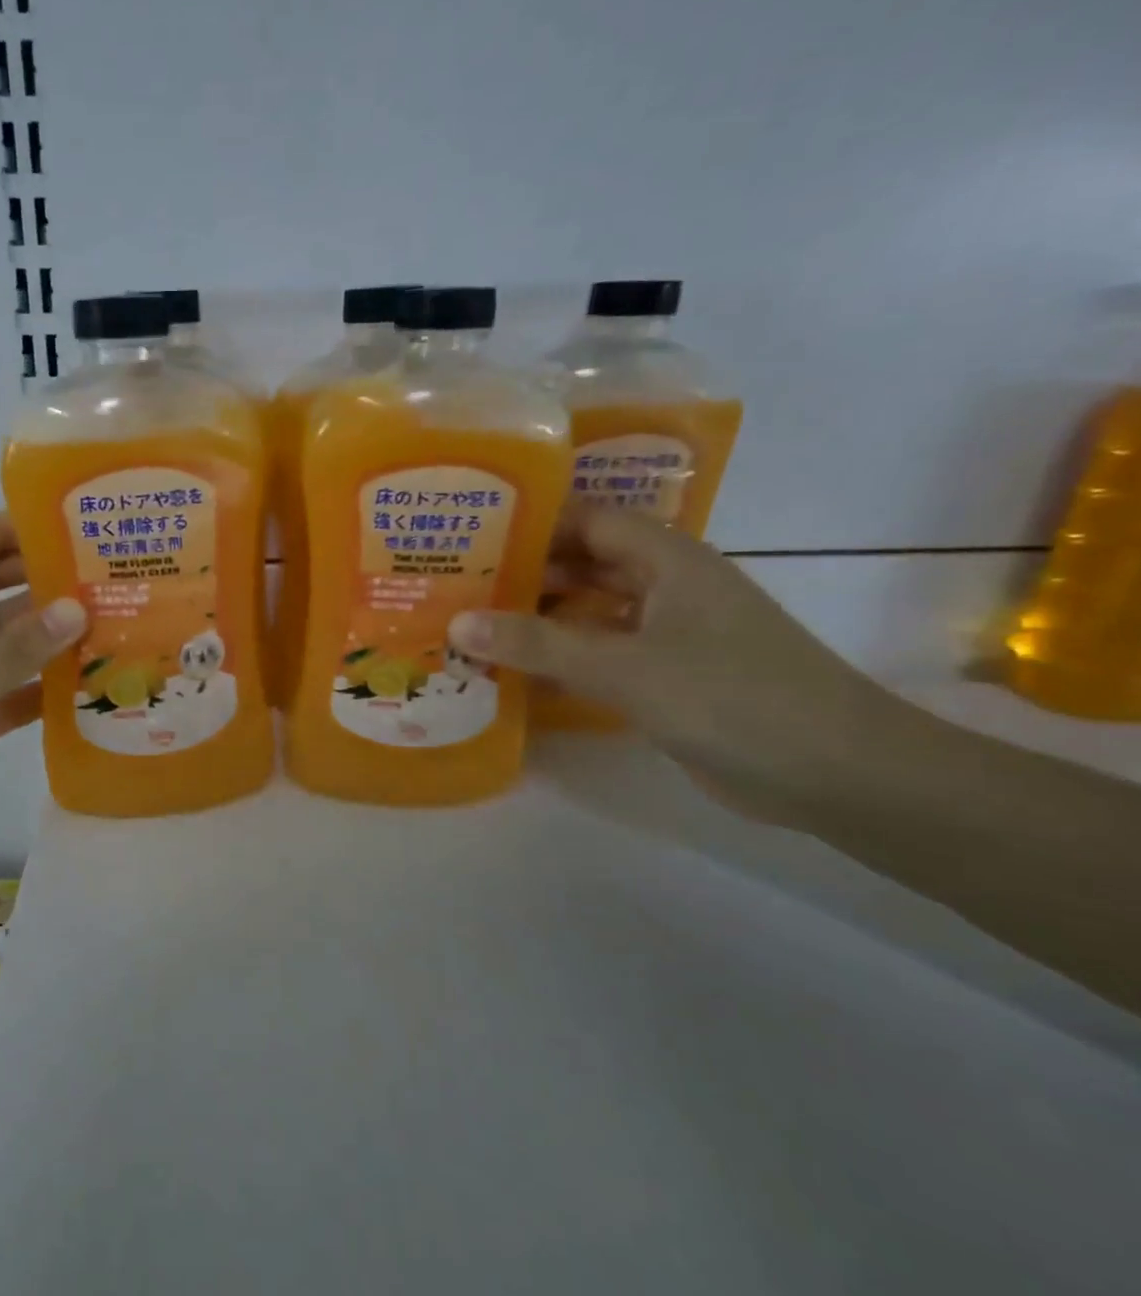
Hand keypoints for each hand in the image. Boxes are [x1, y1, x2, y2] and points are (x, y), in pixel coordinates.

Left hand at [0, 512, 83, 872]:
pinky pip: (7, 694)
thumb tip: (77, 607)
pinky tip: (87, 688)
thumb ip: (12, 653)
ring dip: (46, 637)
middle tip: (101, 576)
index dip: (3, 529)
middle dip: (37, 580)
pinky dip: (40, 690)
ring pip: (2, 644)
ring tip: (109, 627)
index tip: (66, 528)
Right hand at [450, 506, 903, 822]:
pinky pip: (601, 654)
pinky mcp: (668, 677)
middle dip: (523, 573)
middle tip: (456, 584)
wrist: (838, 774)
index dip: (531, 522)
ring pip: (589, 612)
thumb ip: (538, 644)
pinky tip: (514, 671)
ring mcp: (669, 634)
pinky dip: (561, 658)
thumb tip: (458, 622)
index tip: (469, 534)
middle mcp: (666, 587)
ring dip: (538, 618)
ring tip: (470, 624)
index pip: (587, 520)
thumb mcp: (625, 667)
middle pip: (583, 564)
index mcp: (668, 560)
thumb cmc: (733, 698)